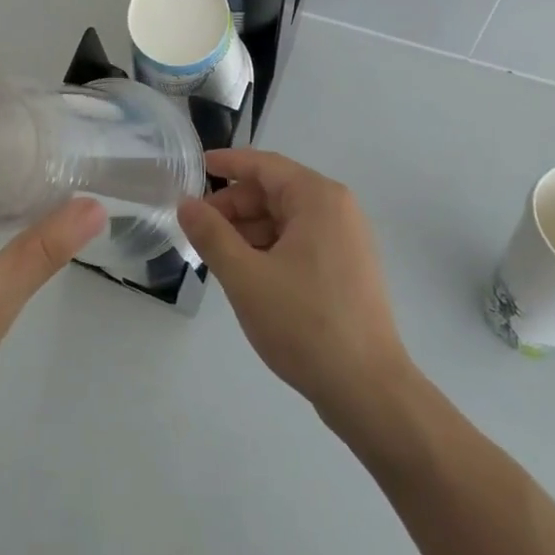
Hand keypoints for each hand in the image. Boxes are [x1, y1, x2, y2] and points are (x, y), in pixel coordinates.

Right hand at [177, 149, 413, 423]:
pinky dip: (271, 247)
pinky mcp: (348, 268)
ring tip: (216, 254)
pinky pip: (301, 241)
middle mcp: (337, 209)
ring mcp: (347, 240)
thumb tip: (186, 204)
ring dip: (250, 229)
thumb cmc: (305, 323)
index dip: (227, 164)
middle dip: (234, 205)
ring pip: (286, 219)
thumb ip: (211, 235)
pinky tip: (247, 272)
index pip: (264, 165)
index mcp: (318, 198)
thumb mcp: (246, 277)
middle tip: (198, 227)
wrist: (368, 390)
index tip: (195, 167)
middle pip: (275, 191)